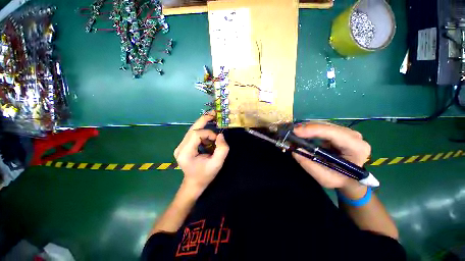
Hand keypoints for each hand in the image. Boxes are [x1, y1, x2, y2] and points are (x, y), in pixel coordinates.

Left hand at [174, 114, 228, 195]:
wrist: (194, 183)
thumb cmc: (205, 175)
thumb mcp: (217, 164)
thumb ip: (222, 149)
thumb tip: (220, 135)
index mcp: (185, 152)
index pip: (196, 134)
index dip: (208, 133)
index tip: (216, 140)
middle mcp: (180, 147)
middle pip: (192, 129)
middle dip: (203, 120)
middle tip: (213, 114)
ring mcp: (180, 146)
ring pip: (192, 130)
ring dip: (204, 129)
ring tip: (213, 131)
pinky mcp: (183, 146)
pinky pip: (193, 135)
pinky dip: (202, 133)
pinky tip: (208, 138)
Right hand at [292, 123, 370, 188]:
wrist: (350, 178)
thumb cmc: (340, 179)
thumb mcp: (325, 178)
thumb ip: (310, 165)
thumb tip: (295, 149)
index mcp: (357, 148)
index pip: (335, 134)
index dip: (314, 130)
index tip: (296, 131)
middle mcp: (354, 136)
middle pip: (327, 126)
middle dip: (307, 128)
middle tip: (291, 131)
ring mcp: (346, 132)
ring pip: (323, 124)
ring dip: (307, 128)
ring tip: (293, 132)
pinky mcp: (338, 131)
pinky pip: (321, 126)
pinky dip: (309, 129)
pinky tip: (300, 133)